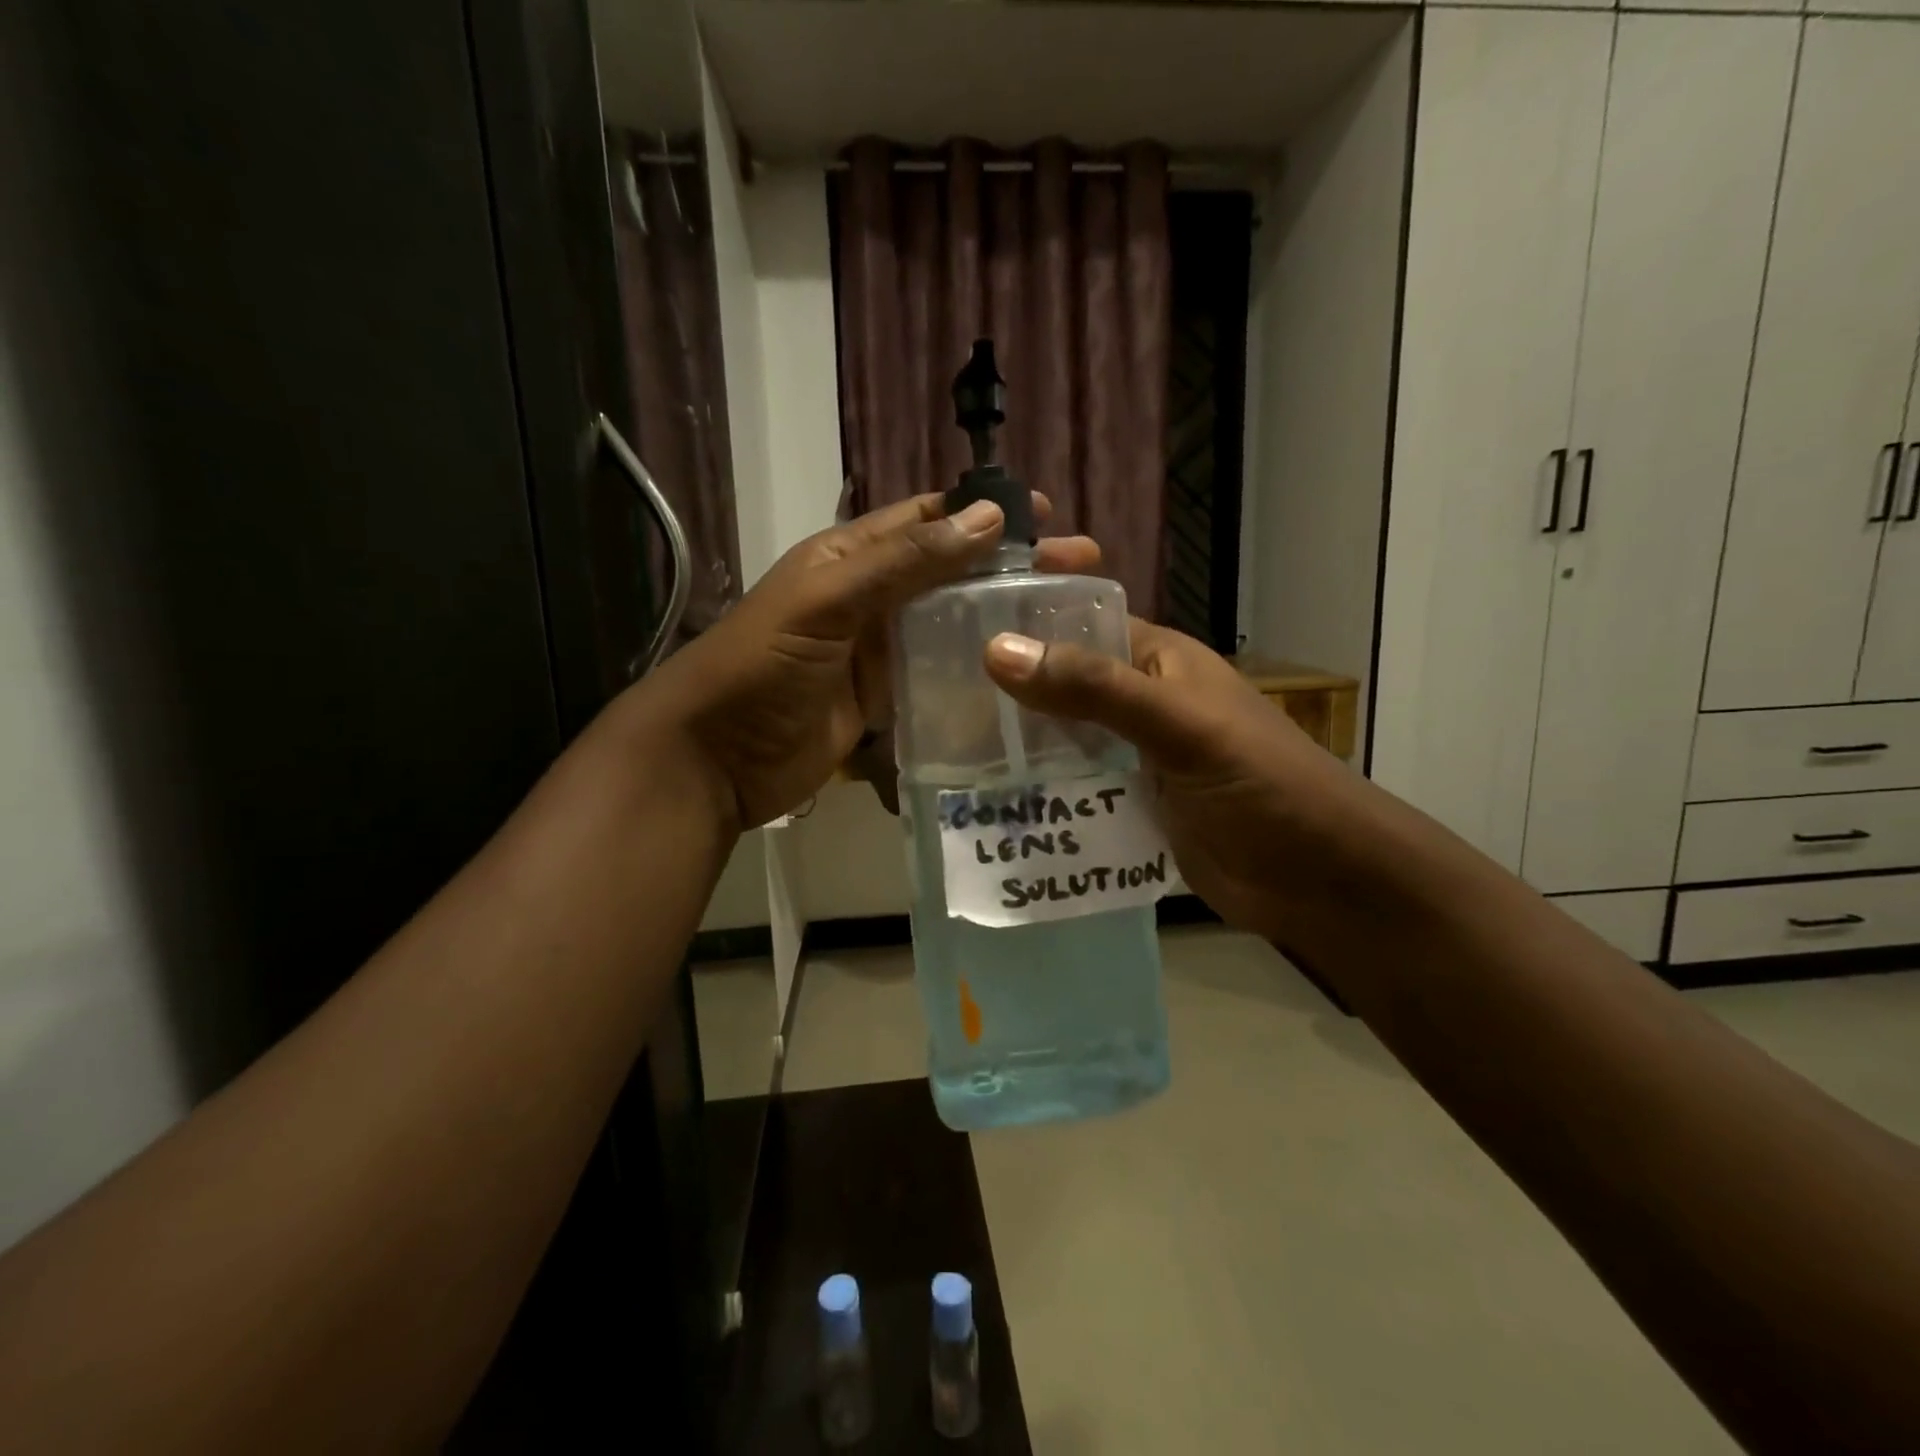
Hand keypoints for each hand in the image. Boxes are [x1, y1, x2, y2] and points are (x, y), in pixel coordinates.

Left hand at [643, 493, 1099, 830]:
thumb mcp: (827, 602)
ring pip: (947, 624)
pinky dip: (972, 670)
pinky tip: (1020, 674)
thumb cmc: (761, 667)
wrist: (714, 760)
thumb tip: (989, 517)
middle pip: (948, 571)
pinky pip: (935, 675)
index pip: (926, 521)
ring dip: (997, 618)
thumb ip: (903, 562)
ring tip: (1062, 622)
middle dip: (1007, 567)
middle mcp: (867, 597)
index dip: (982, 513)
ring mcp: (876, 652)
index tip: (1045, 517)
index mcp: (848, 556)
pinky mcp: (882, 700)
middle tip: (1077, 569)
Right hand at [983, 621, 1357, 941]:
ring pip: (1062, 740)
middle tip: (933, 700)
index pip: (1078, 623)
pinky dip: (1040, 793)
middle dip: (1007, 692)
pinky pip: (1074, 789)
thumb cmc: (1261, 785)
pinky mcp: (1131, 806)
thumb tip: (998, 649)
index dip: (1023, 621)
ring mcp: (1134, 757)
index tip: (950, 629)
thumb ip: (1094, 689)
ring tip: (946, 751)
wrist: (1320, 880)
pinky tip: (990, 802)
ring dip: (1016, 747)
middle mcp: (1141, 701)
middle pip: (1061, 685)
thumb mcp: (1178, 726)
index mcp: (1157, 660)